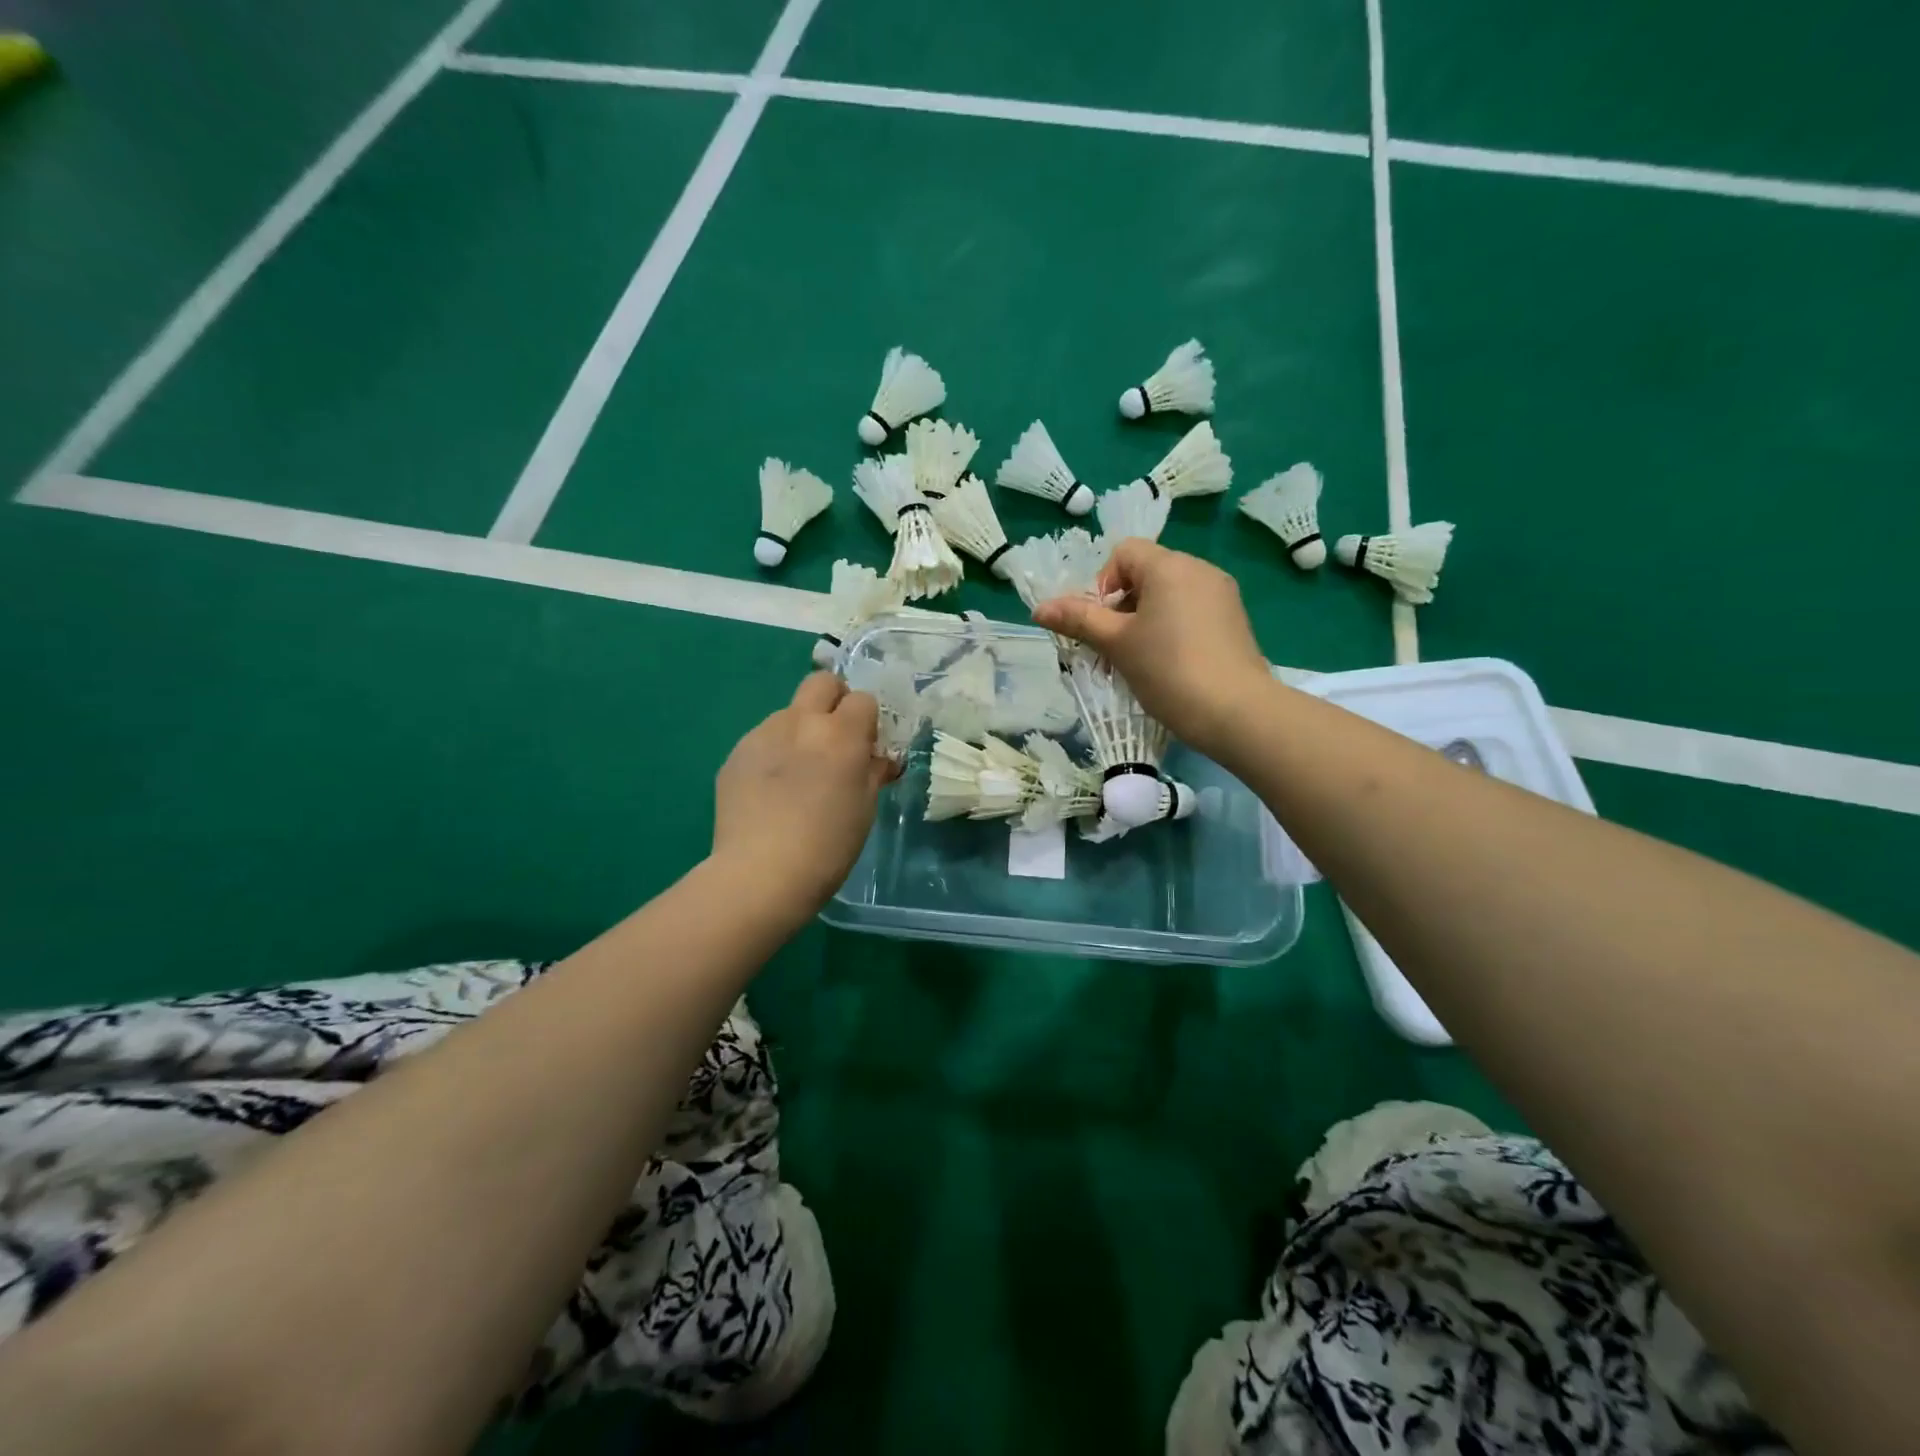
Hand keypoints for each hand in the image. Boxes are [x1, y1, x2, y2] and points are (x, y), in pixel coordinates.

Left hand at [712, 672, 895, 919]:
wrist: (760, 874)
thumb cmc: (827, 845)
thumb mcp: (864, 808)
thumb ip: (873, 772)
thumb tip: (879, 759)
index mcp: (840, 734)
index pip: (862, 699)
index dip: (868, 721)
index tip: (866, 748)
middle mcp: (800, 722)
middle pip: (821, 682)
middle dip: (834, 700)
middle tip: (836, 738)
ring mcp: (762, 735)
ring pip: (788, 713)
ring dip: (801, 730)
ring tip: (798, 773)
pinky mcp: (735, 754)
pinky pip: (762, 740)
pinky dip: (774, 753)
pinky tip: (771, 790)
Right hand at [1031, 539, 1273, 758]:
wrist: (1236, 713)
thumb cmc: (1168, 670)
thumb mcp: (1116, 644)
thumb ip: (1078, 620)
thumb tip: (1039, 609)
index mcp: (1170, 566)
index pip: (1124, 553)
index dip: (1101, 584)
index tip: (1101, 624)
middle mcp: (1200, 570)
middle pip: (1146, 574)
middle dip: (1120, 607)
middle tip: (1112, 648)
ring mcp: (1222, 595)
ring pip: (1168, 596)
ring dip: (1143, 621)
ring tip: (1137, 661)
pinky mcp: (1234, 621)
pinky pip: (1191, 612)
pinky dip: (1171, 629)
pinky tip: (1168, 665)